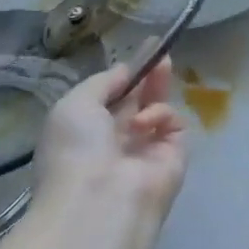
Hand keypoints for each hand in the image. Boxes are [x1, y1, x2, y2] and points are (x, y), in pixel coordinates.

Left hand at [0, 58, 187, 248]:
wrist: (100, 200)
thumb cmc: (76, 149)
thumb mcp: (74, 104)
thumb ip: (103, 81)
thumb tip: (126, 70)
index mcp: (85, 130)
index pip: (111, 96)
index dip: (126, 74)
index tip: (143, 49)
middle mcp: (116, 139)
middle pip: (138, 99)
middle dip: (149, 75)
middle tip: (162, 52)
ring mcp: (147, 148)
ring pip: (159, 108)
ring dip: (156, 89)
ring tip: (161, 69)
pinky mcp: (174, 155)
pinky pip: (173, 123)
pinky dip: (162, 116)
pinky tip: (146, 124)